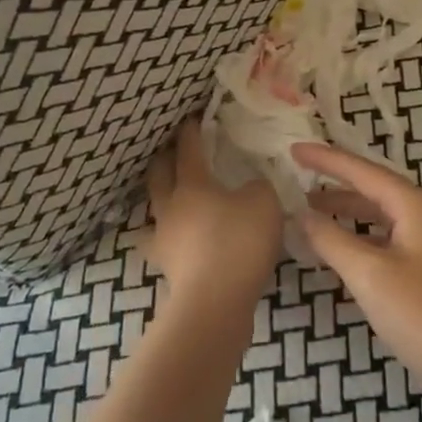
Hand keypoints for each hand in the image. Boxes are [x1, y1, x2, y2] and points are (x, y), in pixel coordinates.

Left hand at [145, 118, 282, 311]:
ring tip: (174, 194)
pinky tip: (181, 239)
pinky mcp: (168, 268)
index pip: (188, 149)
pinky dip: (171, 234)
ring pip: (157, 208)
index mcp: (192, 184)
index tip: (192, 118)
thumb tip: (250, 187)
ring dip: (163, 196)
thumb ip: (258, 187)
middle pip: (159, 175)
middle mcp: (171, 206)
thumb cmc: (238, 242)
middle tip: (173, 150)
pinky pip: (165, 241)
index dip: (190, 132)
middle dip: (164, 159)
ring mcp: (164, 239)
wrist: (214, 303)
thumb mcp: (264, 203)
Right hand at [292, 141, 421, 416]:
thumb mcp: (370, 275)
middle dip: (335, 185)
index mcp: (416, 205)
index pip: (362, 171)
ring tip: (312, 213)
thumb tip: (302, 215)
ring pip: (383, 216)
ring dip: (348, 213)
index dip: (326, 159)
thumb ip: (332, 240)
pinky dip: (364, 237)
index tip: (293, 149)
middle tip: (296, 182)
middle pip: (374, 189)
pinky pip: (391, 238)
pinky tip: (345, 250)